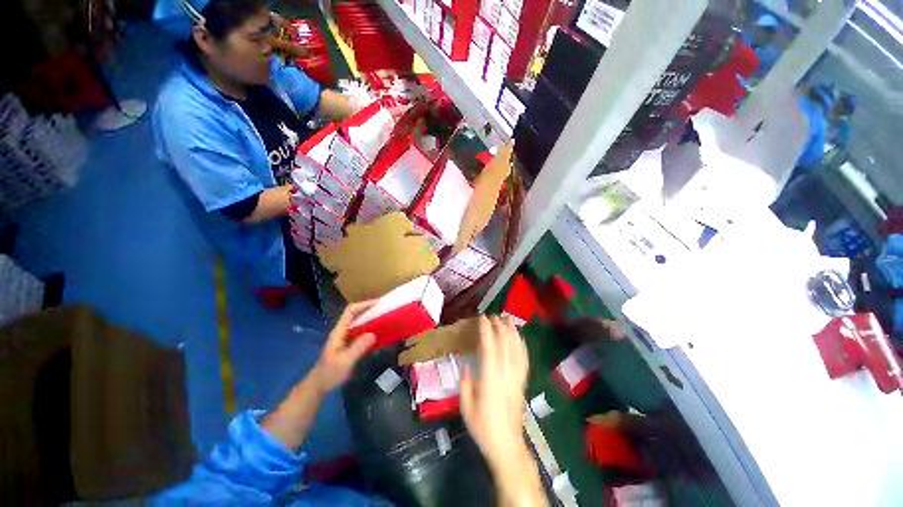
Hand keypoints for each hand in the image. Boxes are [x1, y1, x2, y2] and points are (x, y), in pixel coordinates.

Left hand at [312, 301, 376, 392]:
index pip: (351, 311)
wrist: (319, 385)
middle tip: (386, 310)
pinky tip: (380, 334)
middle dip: (370, 310)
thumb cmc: (330, 373)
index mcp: (339, 331)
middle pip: (356, 314)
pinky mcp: (349, 344)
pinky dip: (371, 330)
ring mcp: (346, 338)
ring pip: (360, 324)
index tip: (378, 303)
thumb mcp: (345, 361)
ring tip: (385, 320)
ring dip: (371, 320)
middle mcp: (343, 331)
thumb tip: (373, 334)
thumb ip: (358, 347)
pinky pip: (361, 333)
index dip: (364, 304)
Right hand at [460, 316, 528, 467]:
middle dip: (499, 327)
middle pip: (505, 345)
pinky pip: (524, 360)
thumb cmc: (482, 427)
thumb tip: (467, 364)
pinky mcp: (522, 382)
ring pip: (517, 349)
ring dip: (512, 332)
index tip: (482, 318)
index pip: (490, 348)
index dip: (486, 330)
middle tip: (493, 315)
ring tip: (508, 319)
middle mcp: (506, 375)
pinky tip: (520, 338)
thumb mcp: (466, 406)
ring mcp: (516, 378)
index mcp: (490, 379)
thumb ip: (465, 383)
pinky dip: (522, 345)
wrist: (507, 445)